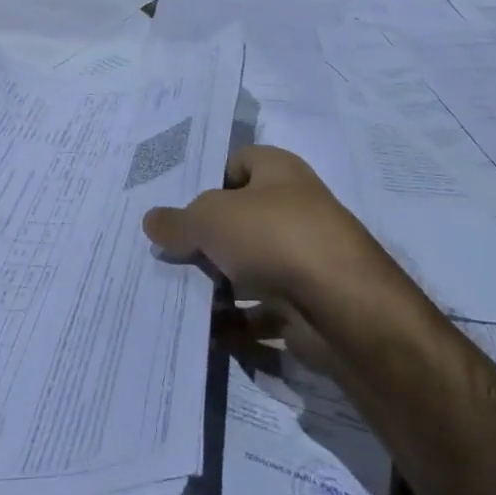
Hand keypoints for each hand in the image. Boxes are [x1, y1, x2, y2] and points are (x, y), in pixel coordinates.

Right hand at [143, 147, 390, 370]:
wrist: (343, 307)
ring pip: (249, 267)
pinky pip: (262, 312)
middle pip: (240, 218)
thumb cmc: (274, 236)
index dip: (207, 180)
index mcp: (278, 171)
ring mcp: (303, 259)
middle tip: (167, 254)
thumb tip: (152, 220)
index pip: (237, 163)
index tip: (174, 206)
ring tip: (177, 295)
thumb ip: (179, 221)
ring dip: (218, 284)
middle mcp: (294, 208)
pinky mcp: (306, 305)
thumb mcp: (211, 219)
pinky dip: (237, 324)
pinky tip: (206, 332)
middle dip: (206, 238)